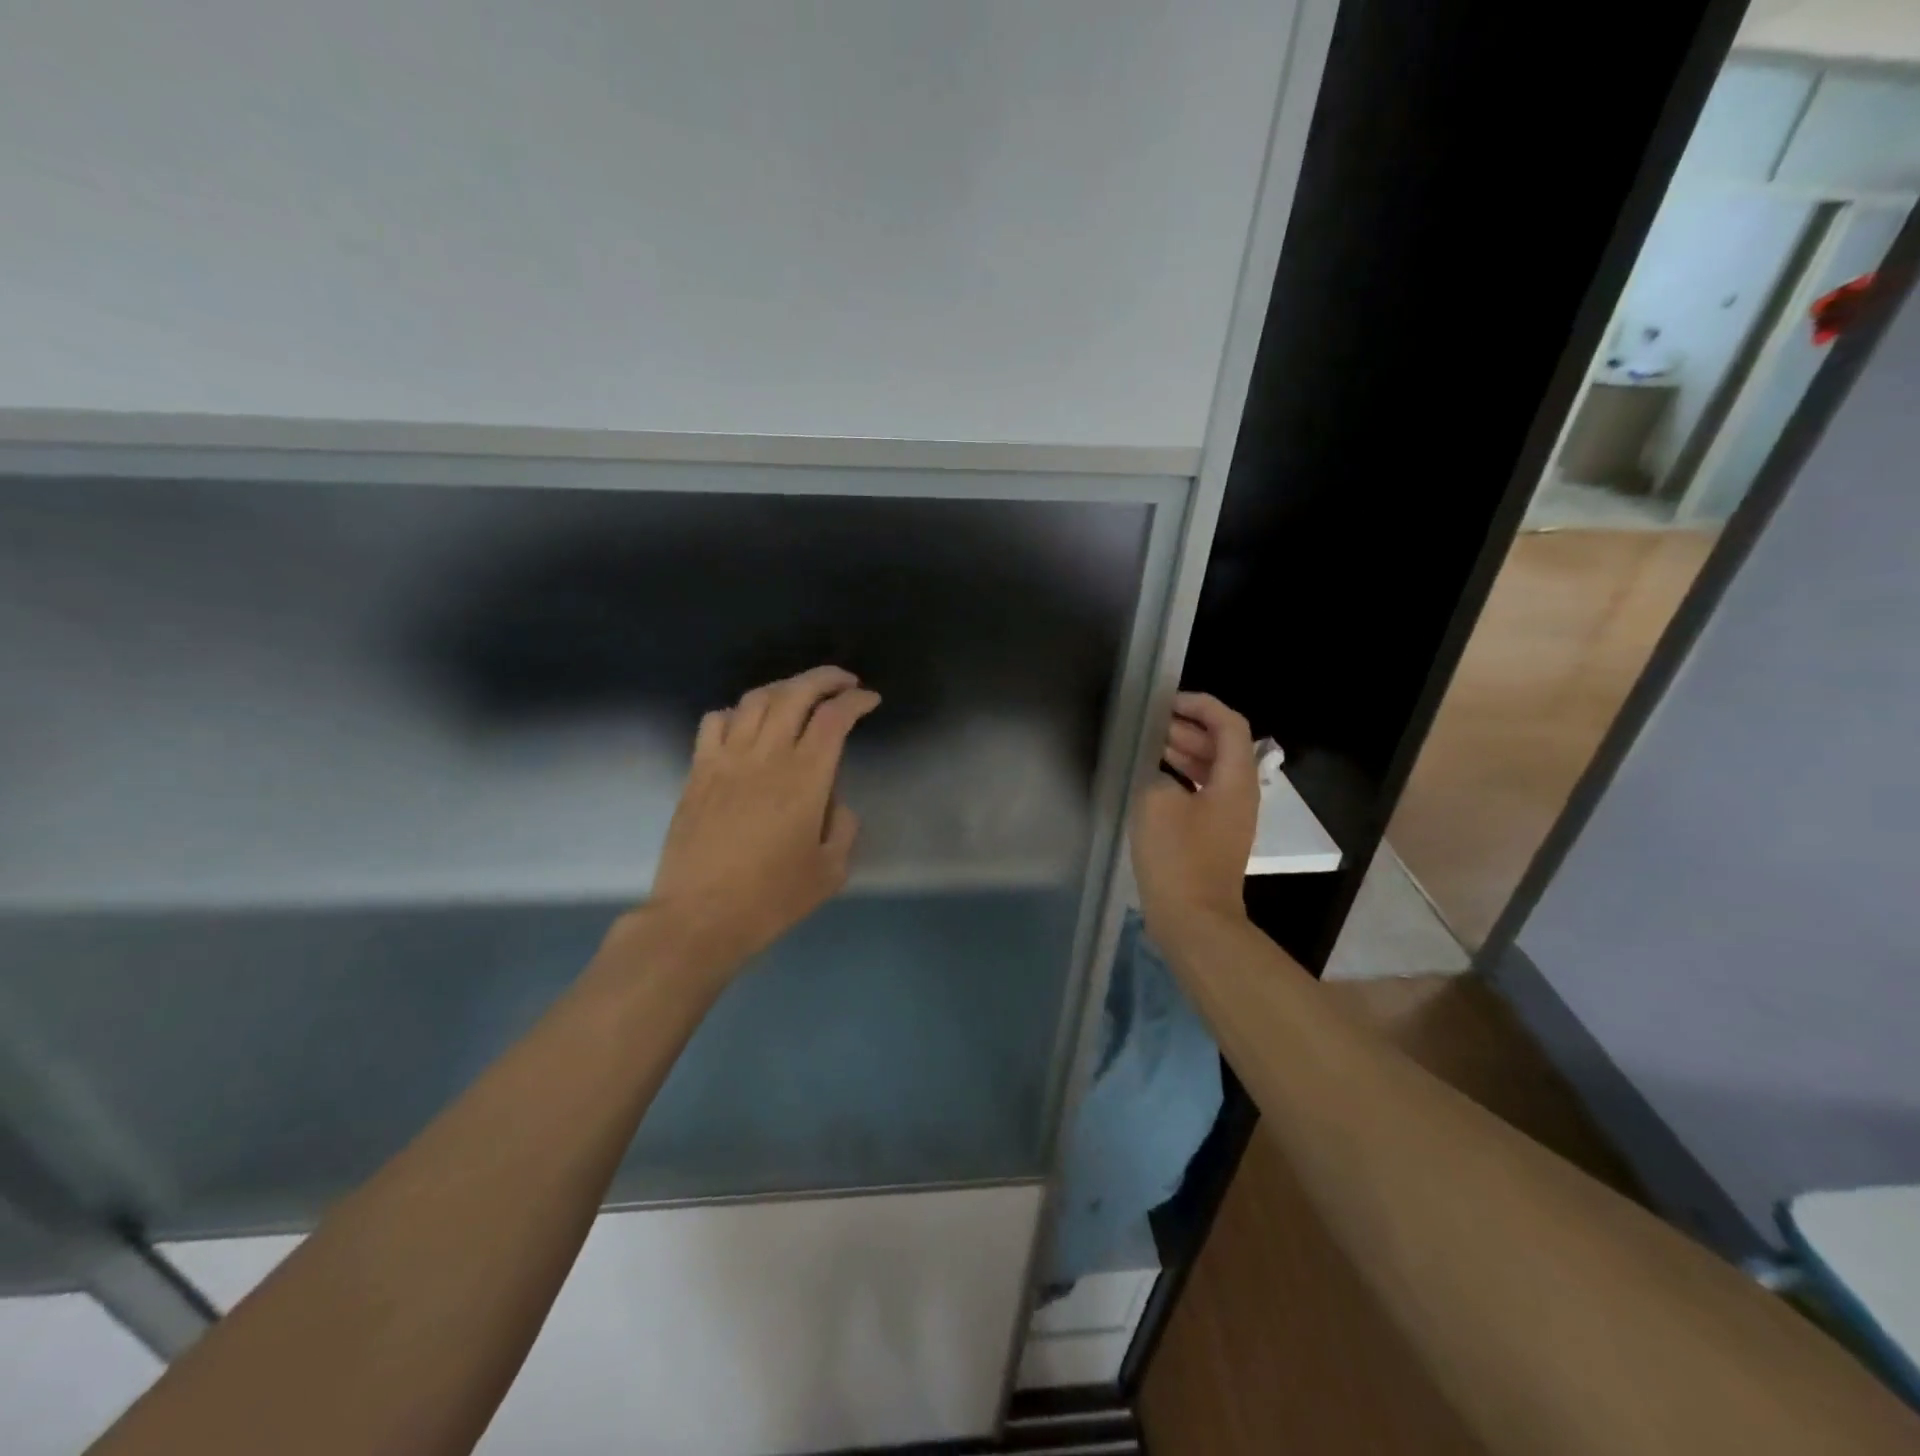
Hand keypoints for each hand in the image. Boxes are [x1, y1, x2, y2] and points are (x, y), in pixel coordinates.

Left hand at [641, 666, 880, 978]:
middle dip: (825, 678)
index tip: (870, 701)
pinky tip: (746, 724)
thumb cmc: (771, 898)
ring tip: (799, 695)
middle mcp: (766, 756)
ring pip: (755, 700)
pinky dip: (736, 712)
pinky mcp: (698, 772)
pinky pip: (715, 722)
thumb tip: (833, 803)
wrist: (700, 917)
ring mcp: (726, 759)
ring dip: (783, 687)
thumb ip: (844, 827)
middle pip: (795, 693)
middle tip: (844, 682)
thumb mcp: (830, 871)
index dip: (856, 701)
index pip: (834, 718)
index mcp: (805, 778)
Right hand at [1131, 692, 1258, 935]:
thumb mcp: (1156, 802)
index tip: (1167, 702)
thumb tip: (1158, 774)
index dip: (1202, 705)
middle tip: (1152, 723)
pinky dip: (1181, 778)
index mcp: (1235, 780)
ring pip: (1211, 770)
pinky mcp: (1213, 836)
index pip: (1230, 724)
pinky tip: (1152, 780)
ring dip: (1184, 752)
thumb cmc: (1178, 857)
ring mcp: (1228, 817)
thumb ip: (1156, 773)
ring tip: (1149, 745)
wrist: (1193, 919)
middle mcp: (1239, 794)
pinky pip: (1201, 793)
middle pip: (1222, 745)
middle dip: (1189, 727)